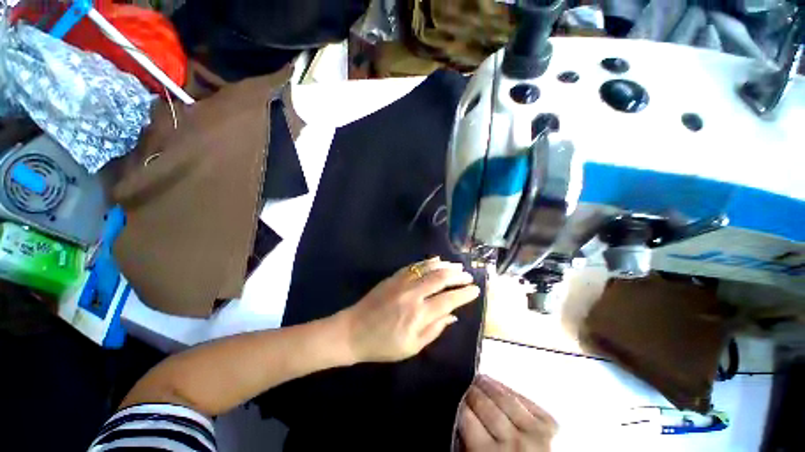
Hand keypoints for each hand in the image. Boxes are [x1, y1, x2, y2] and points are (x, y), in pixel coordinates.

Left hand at [338, 257, 479, 362]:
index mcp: (418, 315)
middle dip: (458, 276)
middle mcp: (413, 294)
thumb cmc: (383, 344)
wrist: (353, 331)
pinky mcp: (393, 277)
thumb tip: (453, 316)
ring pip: (428, 268)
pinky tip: (436, 260)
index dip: (464, 294)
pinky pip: (414, 266)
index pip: (448, 300)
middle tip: (468, 276)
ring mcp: (402, 283)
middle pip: (441, 279)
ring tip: (457, 266)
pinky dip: (427, 262)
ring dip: (445, 266)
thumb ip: (434, 329)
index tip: (475, 290)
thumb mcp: (412, 347)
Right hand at [459, 375, 556, 451]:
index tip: (456, 398)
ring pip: (503, 397)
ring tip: (480, 380)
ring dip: (488, 385)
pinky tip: (499, 387)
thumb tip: (459, 417)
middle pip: (483, 403)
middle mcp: (513, 443)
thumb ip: (468, 442)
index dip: (459, 403)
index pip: (466, 415)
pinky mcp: (549, 425)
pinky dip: (508, 390)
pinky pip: (523, 398)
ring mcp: (534, 432)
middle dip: (472, 391)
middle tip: (466, 387)